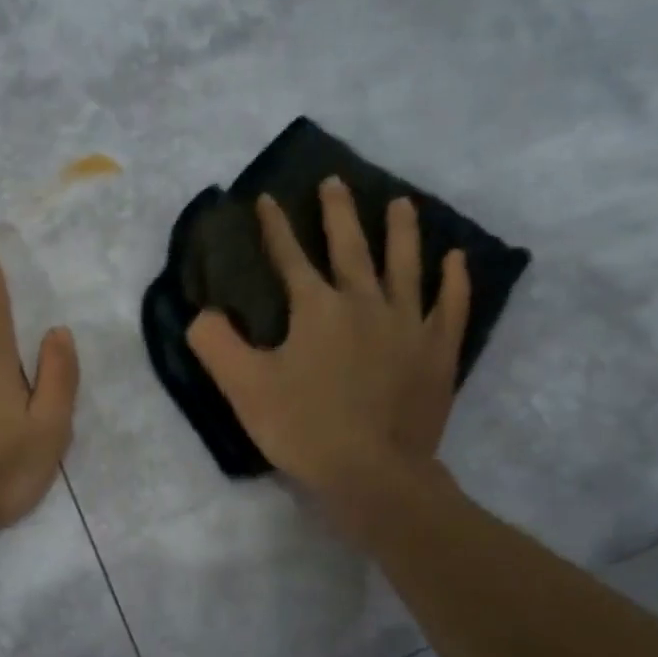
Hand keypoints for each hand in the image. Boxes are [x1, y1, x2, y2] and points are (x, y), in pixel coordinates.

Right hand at [186, 177, 469, 524]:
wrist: (372, 474)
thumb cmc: (303, 429)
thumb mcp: (244, 388)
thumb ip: (216, 344)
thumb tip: (201, 313)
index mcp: (317, 309)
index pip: (289, 257)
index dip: (274, 227)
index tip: (266, 198)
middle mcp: (365, 303)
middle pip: (351, 247)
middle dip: (338, 213)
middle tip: (334, 182)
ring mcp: (409, 324)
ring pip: (406, 265)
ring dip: (402, 231)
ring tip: (402, 203)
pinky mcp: (438, 352)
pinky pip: (451, 306)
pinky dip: (454, 280)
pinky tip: (456, 259)